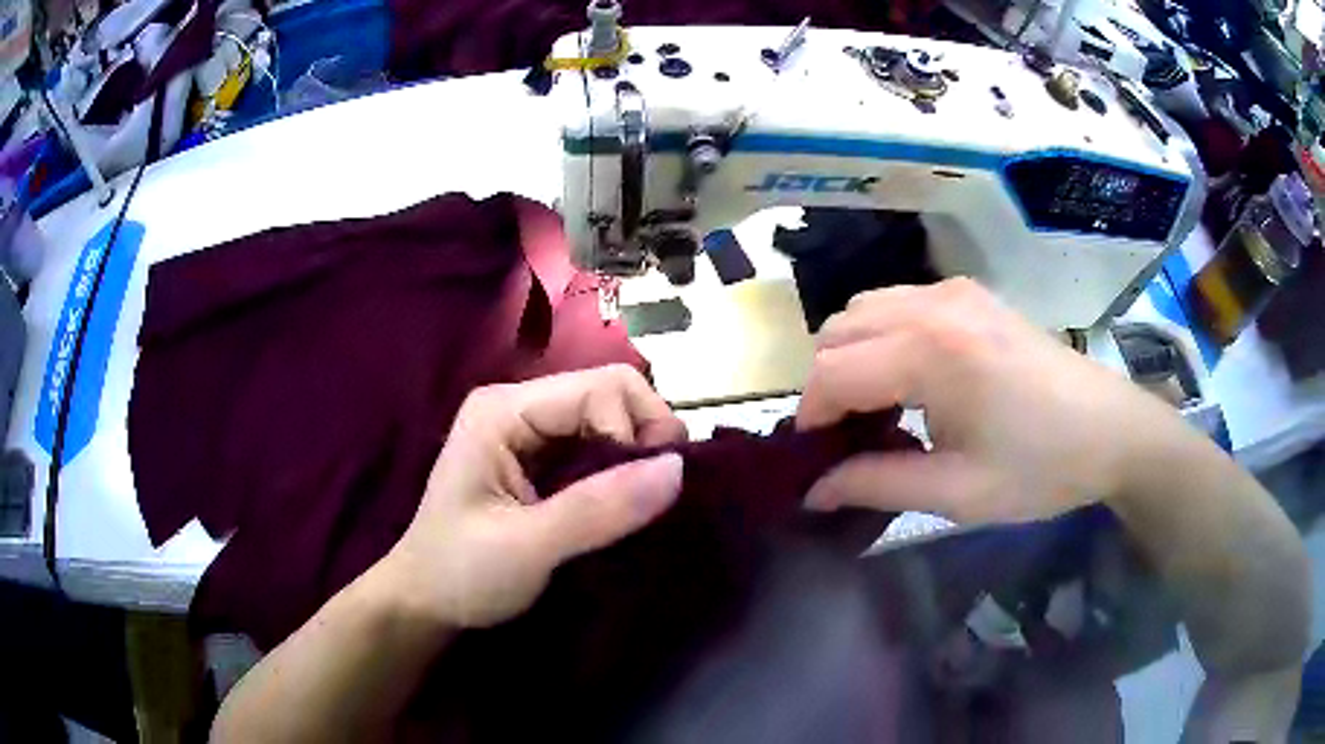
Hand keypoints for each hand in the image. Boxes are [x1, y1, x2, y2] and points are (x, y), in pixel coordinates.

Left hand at [380, 365, 686, 628]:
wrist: (425, 604)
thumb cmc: (461, 573)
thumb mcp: (528, 547)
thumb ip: (599, 508)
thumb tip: (678, 469)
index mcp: (504, 409)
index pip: (601, 387)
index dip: (637, 431)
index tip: (649, 493)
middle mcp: (519, 405)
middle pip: (610, 394)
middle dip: (644, 440)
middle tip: (656, 497)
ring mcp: (529, 430)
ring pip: (610, 420)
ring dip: (636, 458)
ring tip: (643, 506)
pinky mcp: (539, 458)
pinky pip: (598, 448)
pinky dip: (622, 472)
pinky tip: (624, 505)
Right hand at [797, 278, 1172, 523]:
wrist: (1111, 430)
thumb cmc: (1041, 468)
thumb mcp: (957, 493)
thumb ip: (876, 485)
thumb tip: (813, 492)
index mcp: (931, 353)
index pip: (831, 371)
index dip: (810, 416)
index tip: (816, 459)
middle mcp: (933, 305)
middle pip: (837, 331)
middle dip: (826, 385)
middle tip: (849, 438)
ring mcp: (953, 291)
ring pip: (862, 310)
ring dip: (852, 357)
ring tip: (879, 408)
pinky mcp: (969, 293)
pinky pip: (897, 304)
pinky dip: (882, 338)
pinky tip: (911, 379)